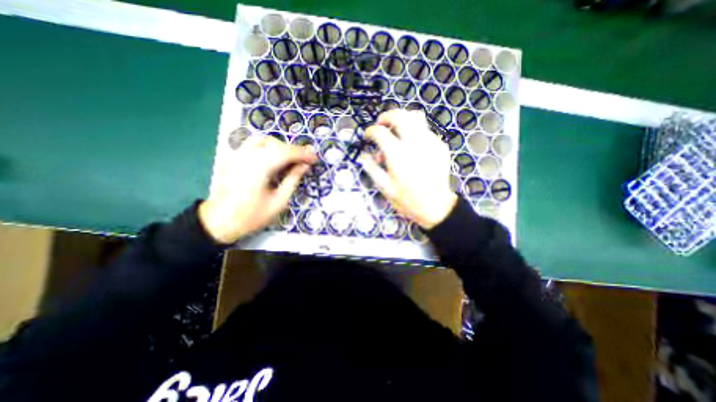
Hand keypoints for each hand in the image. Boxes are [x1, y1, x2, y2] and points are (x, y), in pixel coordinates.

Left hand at [198, 135, 314, 242]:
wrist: (219, 221)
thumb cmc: (252, 216)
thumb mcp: (279, 202)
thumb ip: (292, 180)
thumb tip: (304, 166)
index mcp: (259, 168)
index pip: (286, 153)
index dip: (303, 154)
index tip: (315, 158)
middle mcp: (247, 156)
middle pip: (275, 144)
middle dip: (293, 150)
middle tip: (305, 160)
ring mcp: (237, 155)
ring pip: (263, 140)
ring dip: (280, 146)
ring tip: (291, 158)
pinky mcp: (233, 157)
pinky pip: (253, 144)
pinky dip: (268, 147)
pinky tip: (273, 157)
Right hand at [362, 108, 455, 229]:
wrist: (436, 208)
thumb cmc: (407, 201)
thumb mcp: (385, 188)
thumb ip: (372, 169)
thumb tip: (362, 157)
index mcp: (398, 156)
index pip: (380, 133)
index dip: (370, 131)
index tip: (367, 136)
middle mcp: (414, 144)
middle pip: (400, 116)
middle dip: (387, 116)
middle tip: (381, 124)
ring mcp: (430, 143)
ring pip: (416, 118)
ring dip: (403, 119)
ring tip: (396, 129)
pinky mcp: (440, 147)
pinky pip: (426, 131)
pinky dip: (416, 132)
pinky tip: (412, 145)